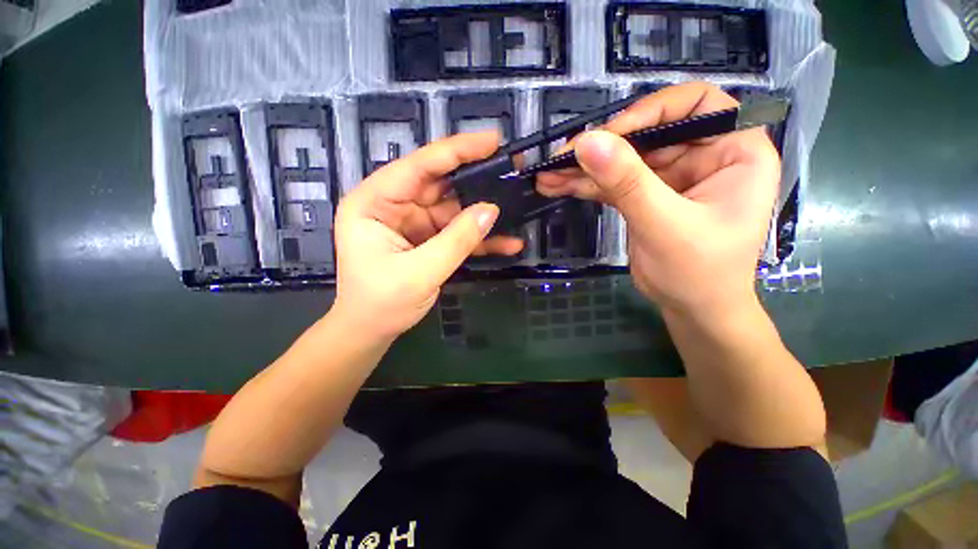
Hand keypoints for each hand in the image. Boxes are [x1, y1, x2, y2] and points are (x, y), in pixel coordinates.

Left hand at [331, 132, 523, 342]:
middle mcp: (394, 205)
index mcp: (374, 202)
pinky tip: (507, 243)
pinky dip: (480, 239)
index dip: (456, 151)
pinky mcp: (428, 240)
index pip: (418, 166)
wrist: (372, 331)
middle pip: (440, 184)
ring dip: (483, 212)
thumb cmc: (381, 303)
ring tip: (516, 205)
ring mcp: (414, 223)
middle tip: (511, 168)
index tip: (492, 140)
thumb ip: (456, 240)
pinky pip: (457, 233)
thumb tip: (491, 210)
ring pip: (454, 209)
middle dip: (476, 179)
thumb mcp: (419, 272)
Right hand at [538, 82, 779, 317]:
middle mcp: (703, 156)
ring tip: (548, 175)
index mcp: (733, 151)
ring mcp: (670, 177)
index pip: (695, 105)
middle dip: (602, 147)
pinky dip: (585, 185)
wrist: (692, 309)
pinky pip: (612, 183)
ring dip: (584, 168)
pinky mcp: (645, 196)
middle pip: (647, 134)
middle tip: (561, 158)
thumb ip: (627, 182)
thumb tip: (587, 143)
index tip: (610, 136)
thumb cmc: (699, 272)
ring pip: (623, 161)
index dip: (650, 112)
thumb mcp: (664, 224)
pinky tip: (556, 186)